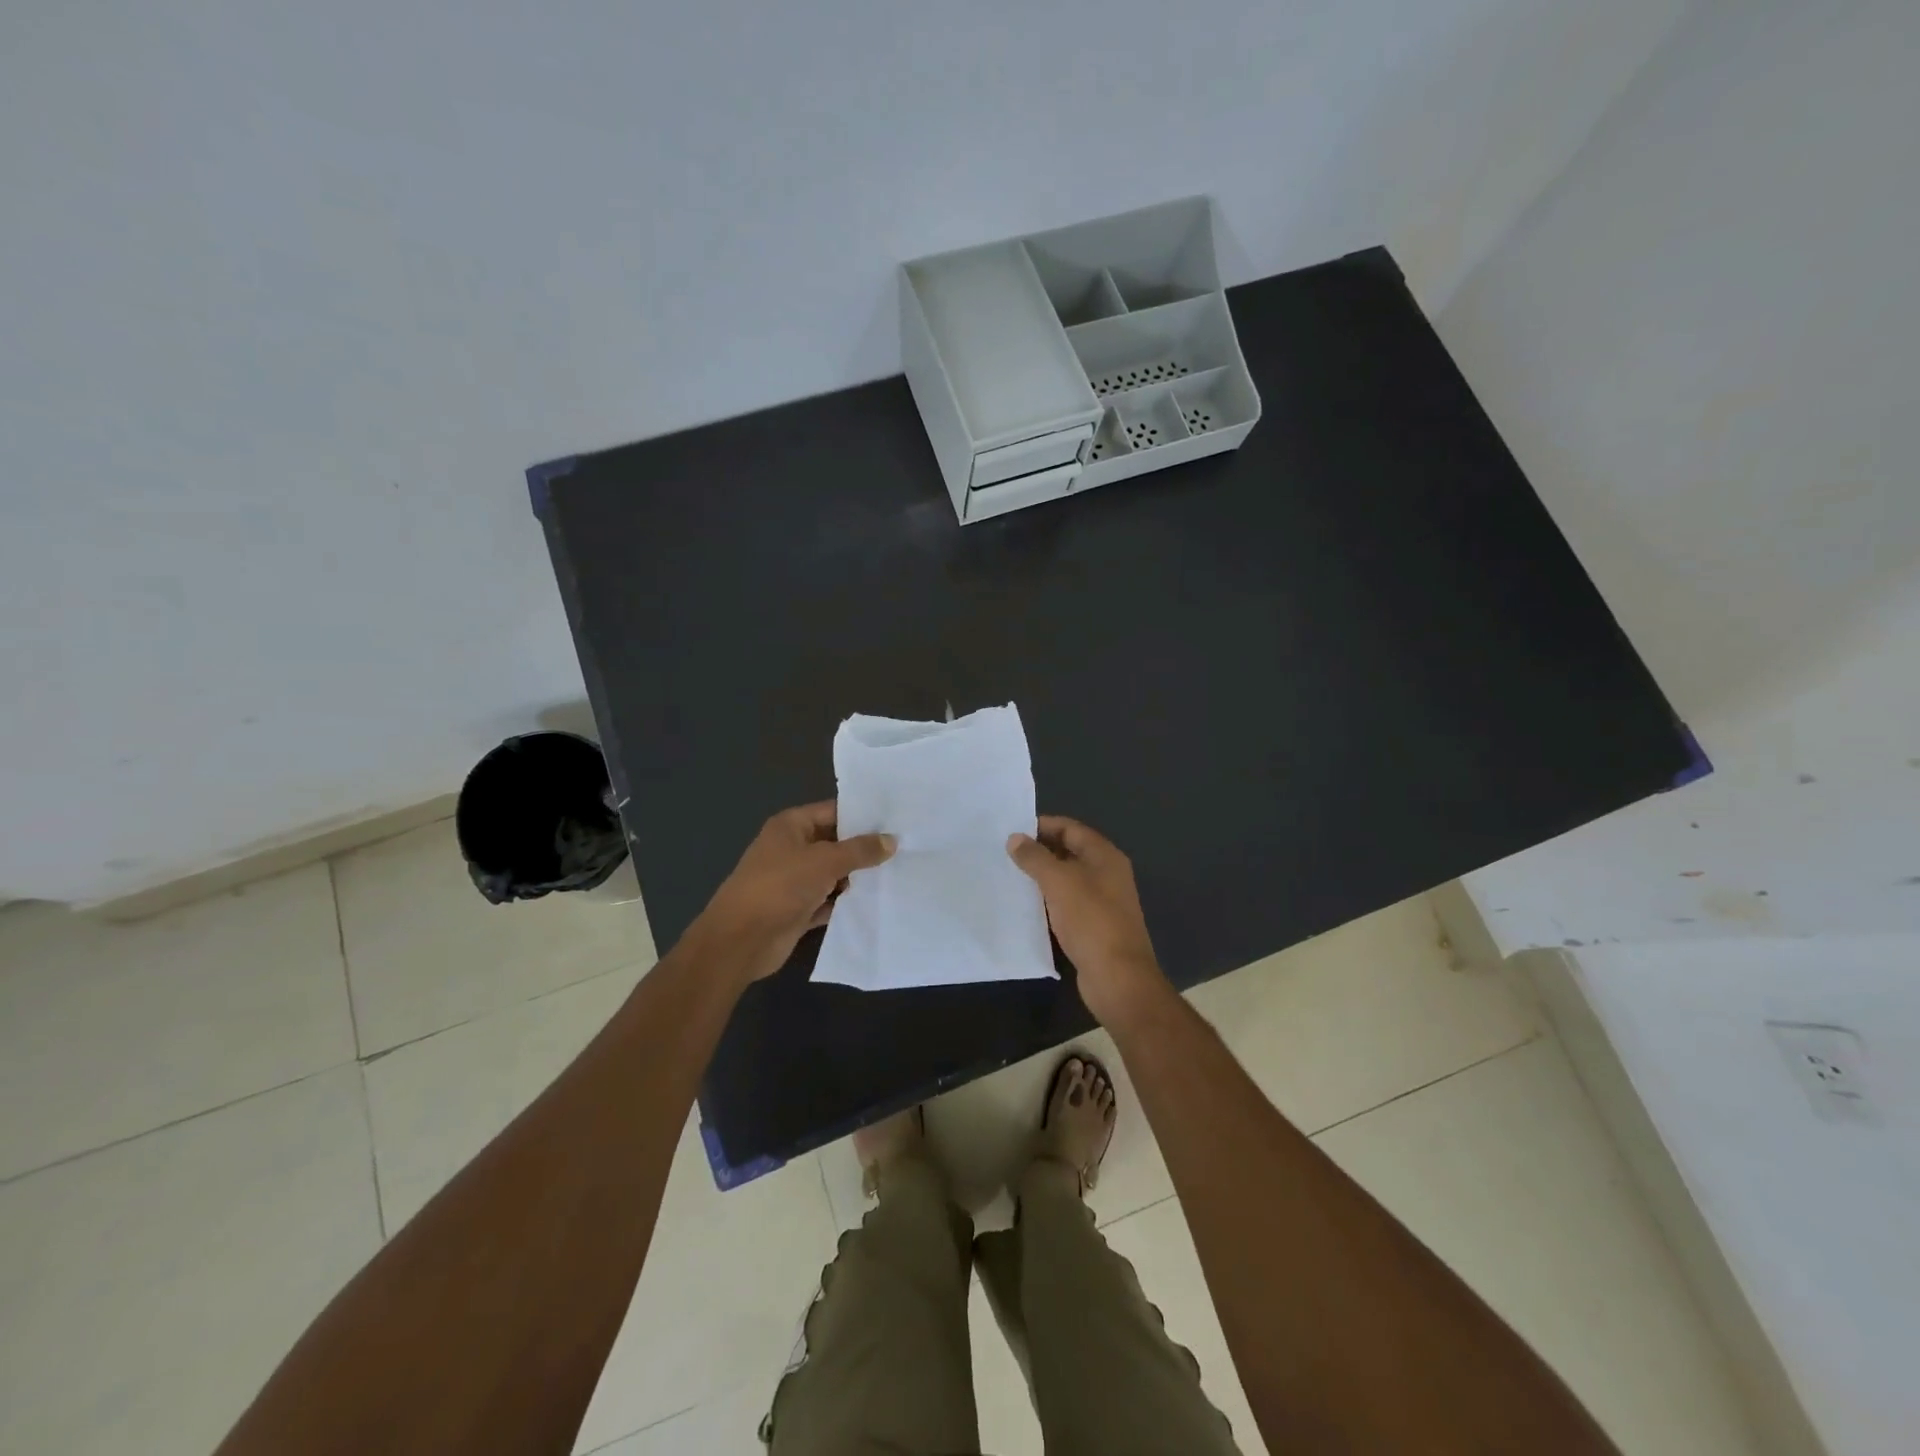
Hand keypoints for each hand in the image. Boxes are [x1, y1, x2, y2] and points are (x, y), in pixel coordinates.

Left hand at [696, 801, 894, 984]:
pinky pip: (829, 901)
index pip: (833, 812)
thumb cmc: (779, 887)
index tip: (897, 821)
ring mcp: (794, 881)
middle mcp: (792, 849)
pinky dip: (847, 903)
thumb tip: (892, 840)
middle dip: (865, 849)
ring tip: (899, 875)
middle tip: (906, 849)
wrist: (740, 941)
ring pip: (834, 874)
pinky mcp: (798, 910)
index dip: (863, 816)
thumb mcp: (824, 861)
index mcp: (791, 826)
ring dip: (858, 878)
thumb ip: (860, 850)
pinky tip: (877, 903)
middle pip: (835, 843)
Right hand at [1007, 815, 1169, 1025]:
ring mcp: (1103, 901)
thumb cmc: (1091, 921)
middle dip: (1040, 851)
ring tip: (1010, 876)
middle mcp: (1107, 874)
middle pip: (1070, 852)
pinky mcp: (1094, 926)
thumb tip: (1015, 838)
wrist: (1118, 977)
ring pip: (1068, 879)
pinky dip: (1049, 900)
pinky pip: (1067, 903)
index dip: (1043, 826)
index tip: (1012, 830)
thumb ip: (1035, 858)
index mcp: (1105, 856)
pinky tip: (1027, 906)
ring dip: (1043, 877)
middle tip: (1006, 853)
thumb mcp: (1059, 882)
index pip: (1071, 828)